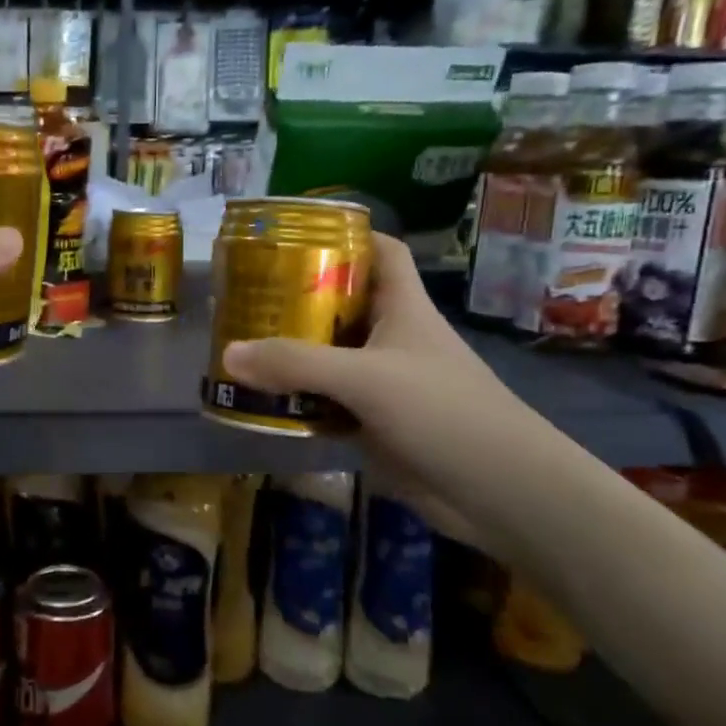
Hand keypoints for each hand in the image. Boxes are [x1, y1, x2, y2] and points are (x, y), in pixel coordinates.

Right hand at [221, 233, 542, 551]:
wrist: (499, 491)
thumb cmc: (443, 412)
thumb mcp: (366, 379)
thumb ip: (296, 364)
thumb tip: (227, 353)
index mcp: (404, 308)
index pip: (381, 252)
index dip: (347, 235)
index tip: (294, 234)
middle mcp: (392, 338)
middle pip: (342, 303)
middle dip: (298, 297)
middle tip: (246, 295)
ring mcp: (384, 382)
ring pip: (329, 355)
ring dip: (291, 352)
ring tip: (239, 343)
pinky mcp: (375, 423)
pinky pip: (327, 401)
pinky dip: (297, 399)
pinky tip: (261, 400)